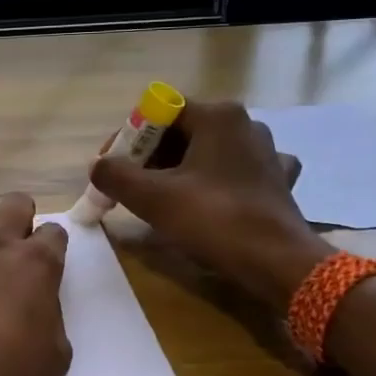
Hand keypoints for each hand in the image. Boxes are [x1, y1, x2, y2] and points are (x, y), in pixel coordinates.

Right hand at [90, 100, 332, 309]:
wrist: (278, 263)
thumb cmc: (214, 220)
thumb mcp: (152, 198)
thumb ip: (115, 175)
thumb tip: (97, 166)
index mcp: (217, 116)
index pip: (157, 112)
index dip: (127, 138)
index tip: (110, 168)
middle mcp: (245, 124)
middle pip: (182, 132)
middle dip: (149, 158)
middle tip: (128, 188)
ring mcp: (267, 152)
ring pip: (208, 153)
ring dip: (179, 171)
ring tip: (160, 200)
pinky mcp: (278, 180)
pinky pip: (235, 173)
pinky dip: (215, 183)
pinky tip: (209, 201)